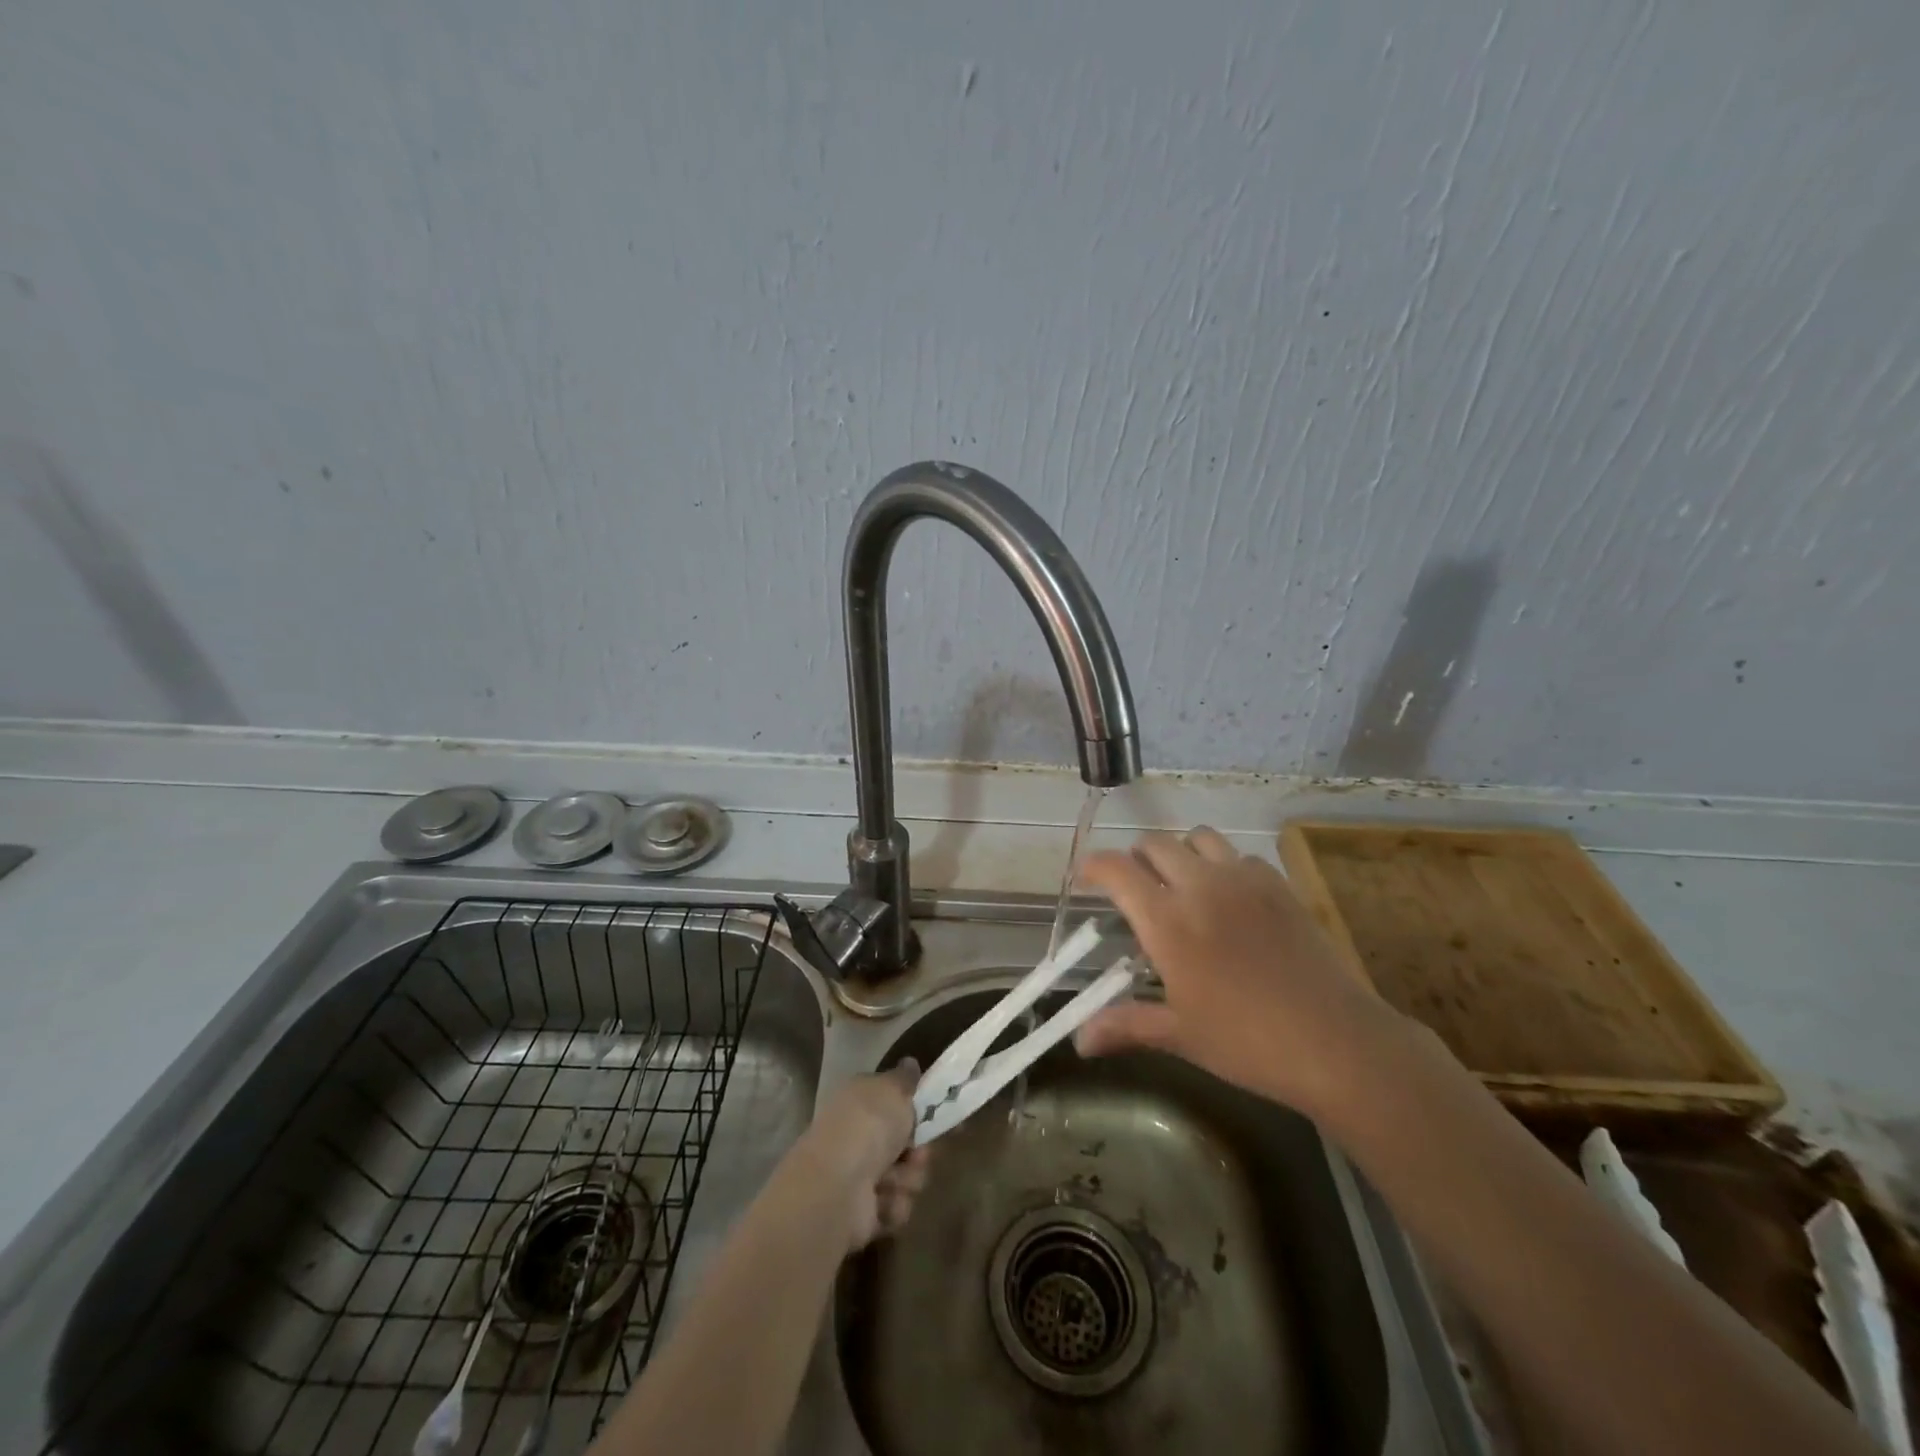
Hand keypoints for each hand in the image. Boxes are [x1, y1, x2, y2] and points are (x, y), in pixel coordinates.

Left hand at [791, 1063, 932, 1252]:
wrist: (838, 1185)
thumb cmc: (868, 1126)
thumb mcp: (893, 1089)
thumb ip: (905, 1078)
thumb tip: (910, 1063)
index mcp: (861, 1101)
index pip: (894, 1103)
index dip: (919, 1111)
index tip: (940, 1117)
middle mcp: (858, 1136)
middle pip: (905, 1144)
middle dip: (918, 1152)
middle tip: (918, 1153)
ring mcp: (858, 1176)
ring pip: (906, 1176)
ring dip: (908, 1179)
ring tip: (894, 1180)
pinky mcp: (863, 1213)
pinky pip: (896, 1206)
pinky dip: (894, 1204)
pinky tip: (883, 1201)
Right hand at [1074, 828, 1406, 1117]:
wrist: (1336, 1042)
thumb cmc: (1247, 1042)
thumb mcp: (1180, 1035)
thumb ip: (1125, 1025)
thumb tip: (1079, 1041)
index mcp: (1168, 921)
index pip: (1116, 871)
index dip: (1093, 866)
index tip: (1086, 877)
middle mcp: (1200, 886)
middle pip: (1155, 844)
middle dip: (1136, 858)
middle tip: (1136, 888)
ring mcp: (1243, 880)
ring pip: (1198, 837)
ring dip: (1180, 852)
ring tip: (1182, 883)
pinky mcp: (1278, 885)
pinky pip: (1240, 855)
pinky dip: (1223, 865)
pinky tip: (1230, 898)